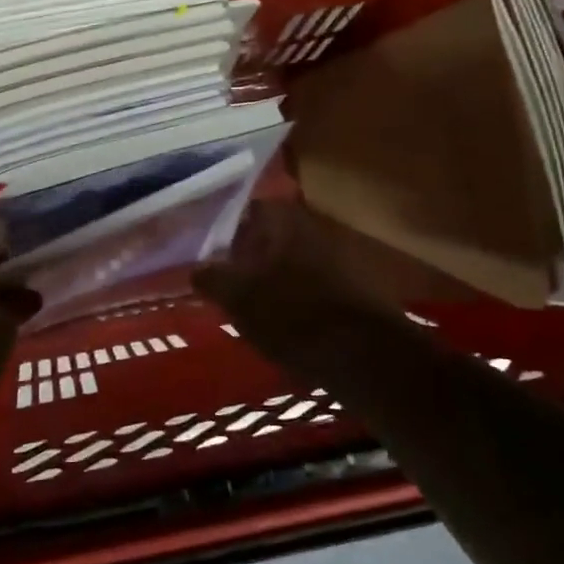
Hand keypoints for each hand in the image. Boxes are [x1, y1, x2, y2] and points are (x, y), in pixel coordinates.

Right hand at [193, 200, 407, 374]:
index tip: (204, 254)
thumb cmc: (292, 314)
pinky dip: (290, 296)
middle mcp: (309, 225)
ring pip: (285, 260)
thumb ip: (212, 277)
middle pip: (264, 236)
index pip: (241, 210)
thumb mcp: (238, 297)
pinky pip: (306, 283)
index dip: (220, 230)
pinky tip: (278, 321)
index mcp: (280, 218)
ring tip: (245, 306)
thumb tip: (196, 269)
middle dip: (244, 256)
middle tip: (221, 282)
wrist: (366, 354)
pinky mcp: (348, 285)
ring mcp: (333, 254)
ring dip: (267, 278)